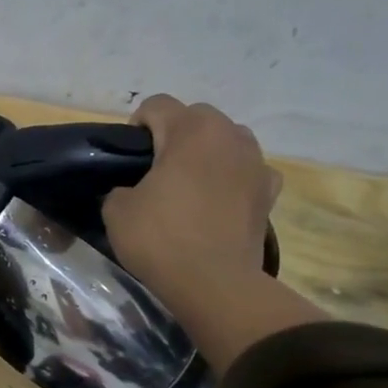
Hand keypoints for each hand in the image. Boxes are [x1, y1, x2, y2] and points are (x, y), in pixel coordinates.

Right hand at [104, 95, 280, 305]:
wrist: (214, 283)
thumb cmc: (160, 238)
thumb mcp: (116, 209)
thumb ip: (121, 186)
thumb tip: (132, 190)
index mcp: (190, 131)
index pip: (157, 105)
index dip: (136, 126)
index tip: (128, 157)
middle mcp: (229, 135)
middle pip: (196, 116)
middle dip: (175, 134)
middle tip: (156, 169)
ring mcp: (256, 162)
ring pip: (227, 140)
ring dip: (207, 152)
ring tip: (189, 184)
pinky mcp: (270, 191)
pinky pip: (248, 170)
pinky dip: (233, 178)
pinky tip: (218, 201)